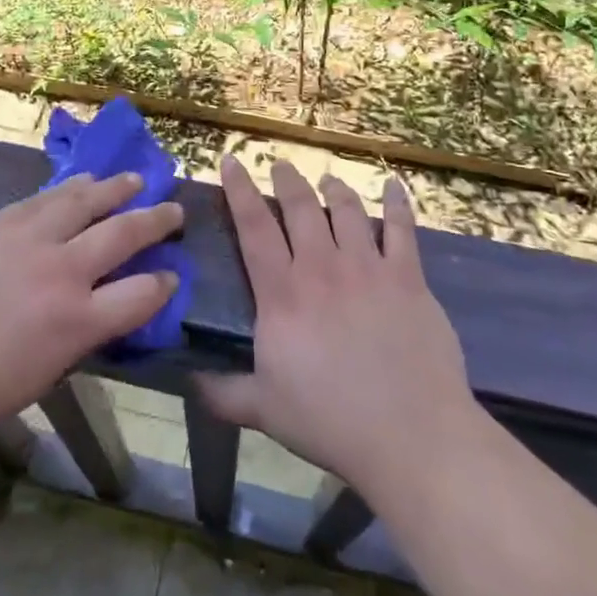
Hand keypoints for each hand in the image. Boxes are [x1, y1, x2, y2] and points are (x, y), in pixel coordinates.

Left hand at [0, 172, 180, 446]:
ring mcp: (30, 239)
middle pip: (124, 233)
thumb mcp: (38, 378)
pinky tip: (82, 181)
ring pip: (86, 201)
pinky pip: (46, 197)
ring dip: (117, 188)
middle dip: (156, 220)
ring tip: (135, 179)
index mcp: (76, 322)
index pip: (142, 295)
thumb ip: (75, 340)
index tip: (171, 276)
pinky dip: (72, 187)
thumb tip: (96, 314)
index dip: (164, 285)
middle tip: (175, 210)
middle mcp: (63, 271)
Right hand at [198, 158, 478, 497]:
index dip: (240, 190)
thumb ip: (223, 392)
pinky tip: (393, 185)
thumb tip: (186, 381)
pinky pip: (402, 229)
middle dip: (287, 180)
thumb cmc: (330, 421)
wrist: (409, 434)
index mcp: (282, 294)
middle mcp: (322, 268)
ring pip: (347, 210)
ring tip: (327, 179)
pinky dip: (397, 203)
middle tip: (281, 165)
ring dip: (334, 188)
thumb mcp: (263, 411)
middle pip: (300, 207)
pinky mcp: (408, 278)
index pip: (253, 227)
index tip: (232, 161)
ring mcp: (368, 268)